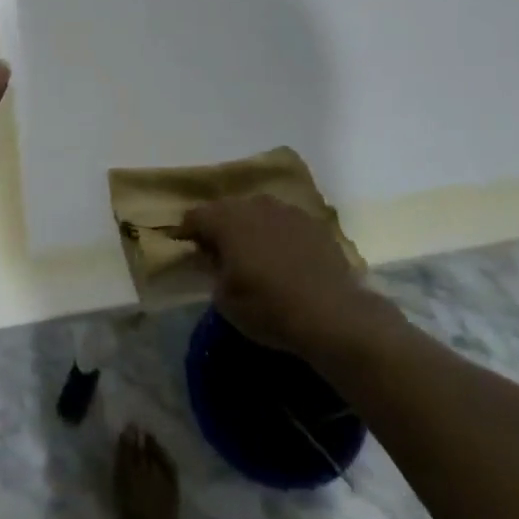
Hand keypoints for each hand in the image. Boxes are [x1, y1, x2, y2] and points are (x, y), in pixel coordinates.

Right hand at [176, 195, 386, 357]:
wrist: (332, 314)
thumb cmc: (268, 307)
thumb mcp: (224, 298)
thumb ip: (213, 270)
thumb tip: (215, 258)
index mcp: (226, 219)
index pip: (195, 216)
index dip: (187, 231)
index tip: (186, 247)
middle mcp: (254, 204)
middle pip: (227, 209)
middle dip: (220, 226)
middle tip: (219, 251)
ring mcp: (286, 210)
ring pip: (258, 212)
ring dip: (250, 227)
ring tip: (253, 253)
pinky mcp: (314, 223)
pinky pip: (285, 223)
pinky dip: (278, 235)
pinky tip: (284, 257)